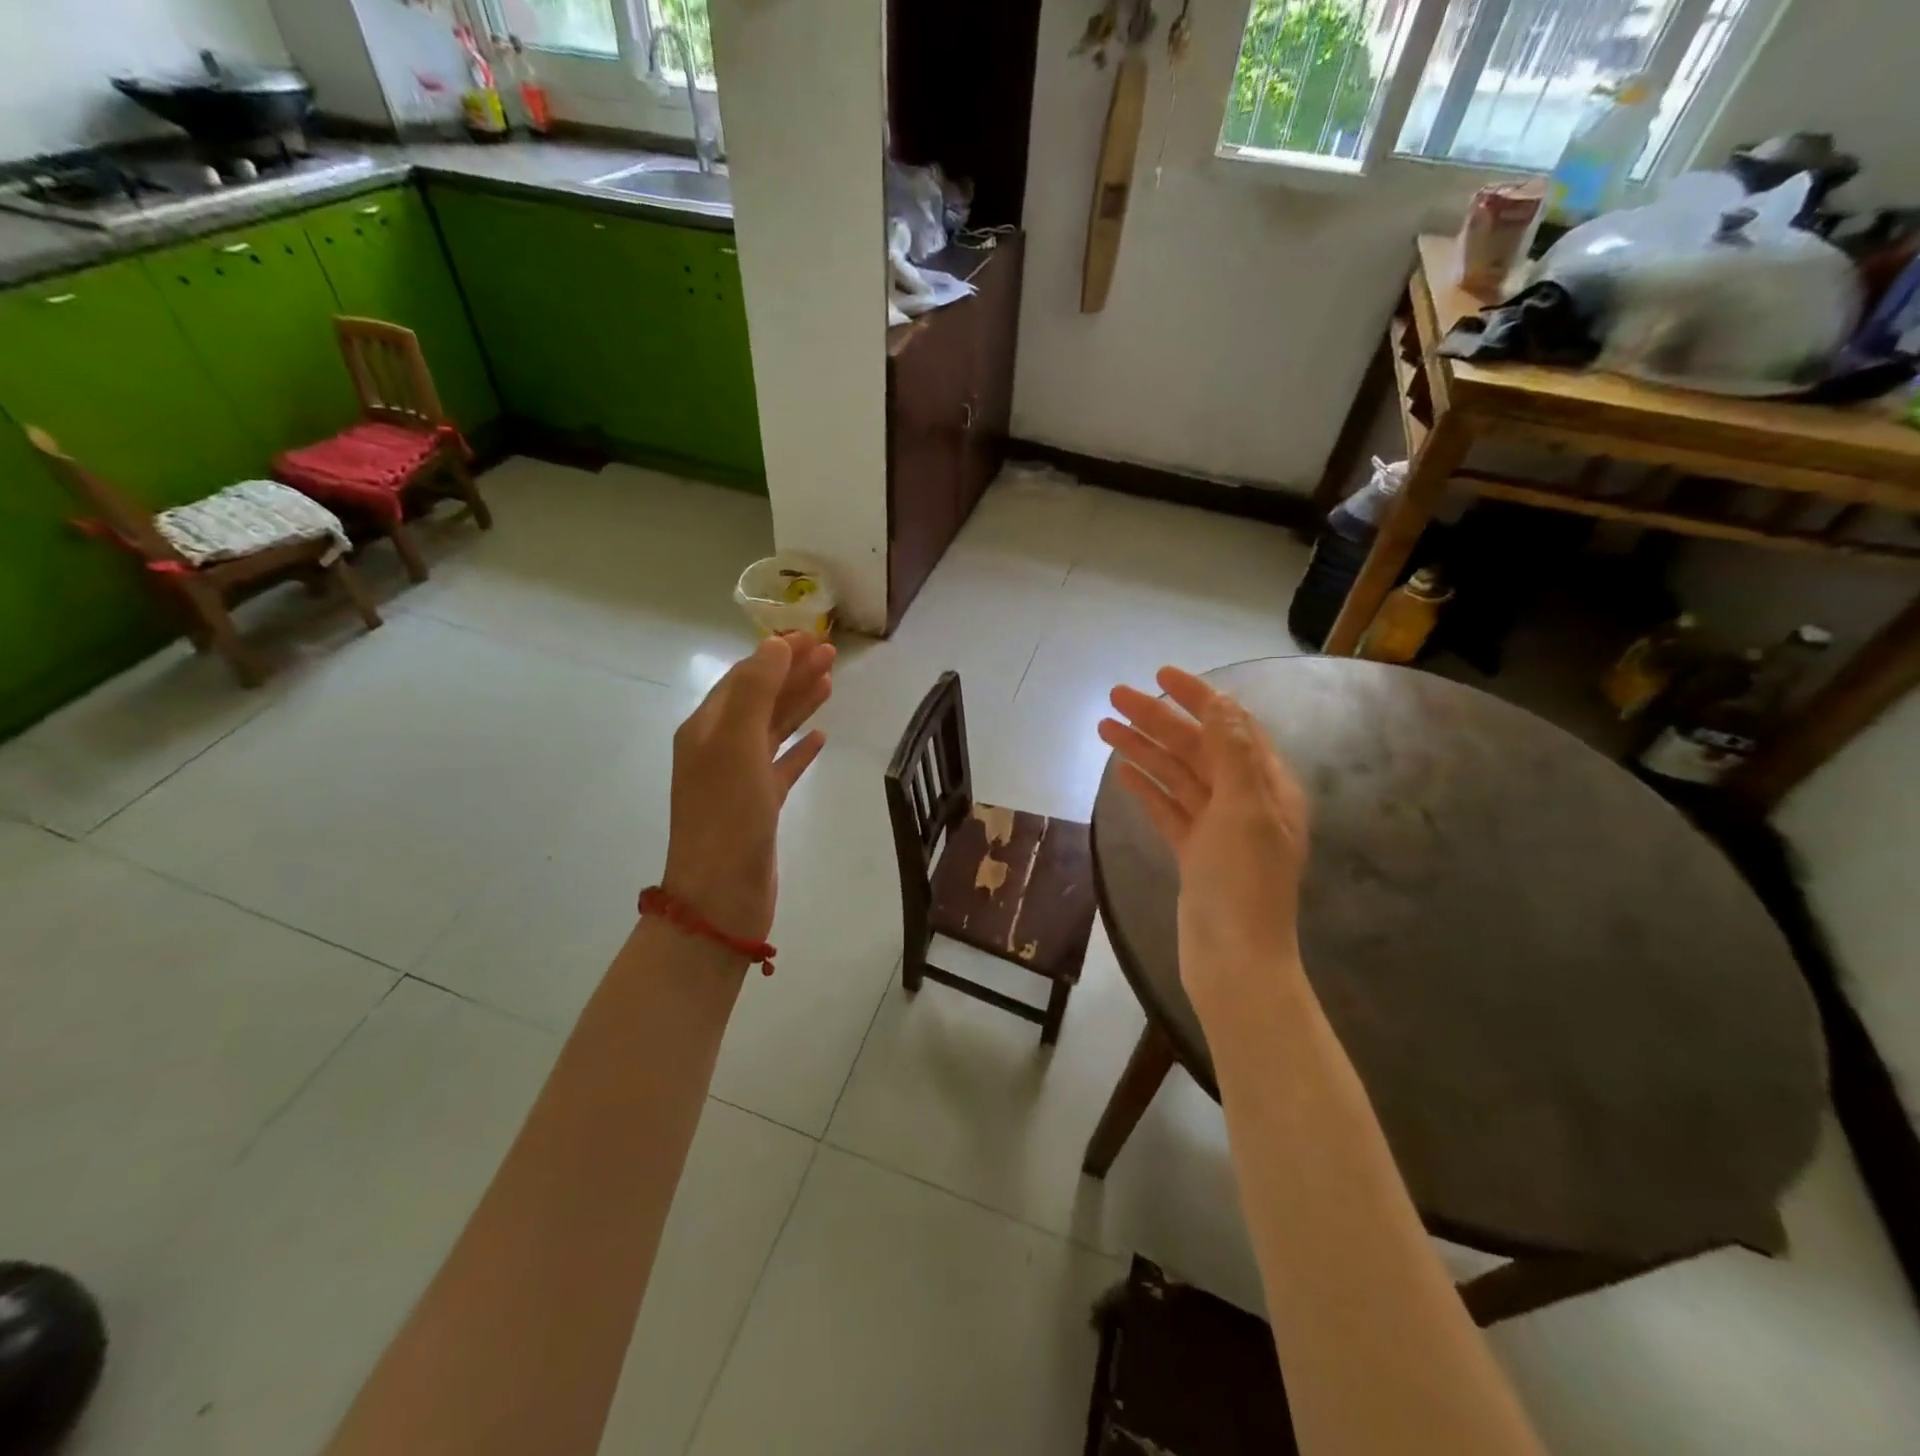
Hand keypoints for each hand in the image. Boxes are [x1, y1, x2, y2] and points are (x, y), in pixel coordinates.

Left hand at [661, 632, 835, 943]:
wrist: (721, 896)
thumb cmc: (728, 815)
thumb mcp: (738, 744)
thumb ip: (757, 692)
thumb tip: (776, 646)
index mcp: (707, 728)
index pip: (744, 677)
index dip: (777, 655)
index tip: (813, 637)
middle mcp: (719, 748)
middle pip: (760, 699)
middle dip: (792, 674)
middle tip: (831, 654)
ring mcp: (739, 778)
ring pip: (773, 730)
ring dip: (799, 704)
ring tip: (830, 684)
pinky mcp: (760, 805)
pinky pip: (782, 766)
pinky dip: (800, 749)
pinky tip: (821, 738)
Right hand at [1097, 667, 1310, 1008]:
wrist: (1235, 961)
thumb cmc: (1244, 883)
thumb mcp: (1245, 810)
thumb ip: (1232, 754)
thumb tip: (1220, 703)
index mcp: (1266, 786)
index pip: (1231, 726)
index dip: (1198, 697)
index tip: (1160, 674)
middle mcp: (1243, 801)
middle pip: (1197, 747)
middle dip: (1158, 719)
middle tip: (1114, 697)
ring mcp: (1216, 828)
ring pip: (1176, 776)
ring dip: (1144, 749)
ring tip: (1104, 727)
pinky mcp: (1193, 852)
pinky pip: (1167, 808)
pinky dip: (1146, 787)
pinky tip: (1122, 771)